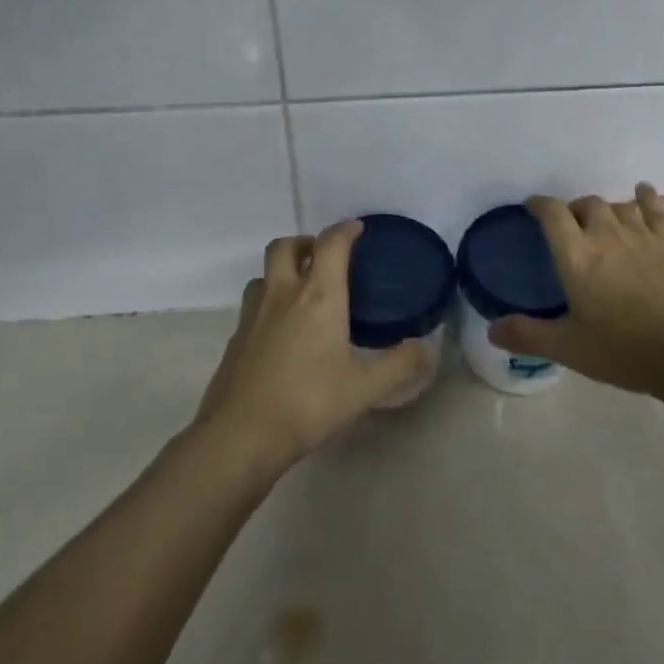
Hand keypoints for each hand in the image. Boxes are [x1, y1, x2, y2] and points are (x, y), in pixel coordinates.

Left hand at [194, 220, 433, 471]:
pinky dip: (270, 301)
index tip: (357, 229)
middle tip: (324, 258)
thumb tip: (428, 350)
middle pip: (285, 246)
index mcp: (318, 296)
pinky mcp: (236, 337)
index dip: (345, 230)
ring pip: (264, 273)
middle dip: (306, 242)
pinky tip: (282, 330)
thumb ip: (400, 366)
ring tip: (302, 291)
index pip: (330, 244)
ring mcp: (253, 314)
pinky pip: (254, 303)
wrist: (240, 434)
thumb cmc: (307, 403)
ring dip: (283, 270)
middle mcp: (283, 294)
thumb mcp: (364, 388)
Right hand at [491, 183, 663, 394]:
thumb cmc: (624, 349)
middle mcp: (606, 234)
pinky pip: (655, 209)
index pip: (551, 213)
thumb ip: (528, 336)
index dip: (538, 204)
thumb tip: (492, 330)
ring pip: (618, 205)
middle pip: (586, 204)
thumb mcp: (569, 348)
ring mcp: (642, 235)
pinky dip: (645, 197)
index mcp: (576, 255)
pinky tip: (643, 193)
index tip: (531, 207)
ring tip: (603, 221)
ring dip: (606, 209)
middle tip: (570, 228)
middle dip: (573, 210)